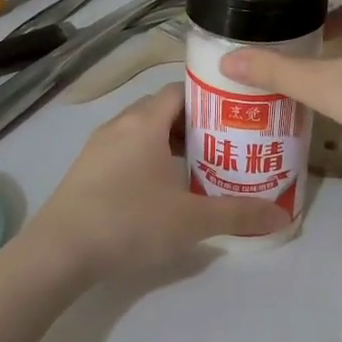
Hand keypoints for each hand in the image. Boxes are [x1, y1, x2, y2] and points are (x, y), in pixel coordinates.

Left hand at [25, 84, 289, 278]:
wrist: (59, 252)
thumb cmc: (130, 222)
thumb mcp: (192, 221)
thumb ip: (238, 214)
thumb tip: (282, 216)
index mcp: (145, 122)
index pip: (180, 90)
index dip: (208, 97)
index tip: (234, 116)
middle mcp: (119, 125)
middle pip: (161, 110)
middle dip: (193, 124)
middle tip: (223, 145)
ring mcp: (97, 148)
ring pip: (141, 132)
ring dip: (168, 144)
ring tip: (196, 167)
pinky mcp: (85, 171)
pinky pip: (124, 152)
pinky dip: (146, 160)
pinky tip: (160, 191)